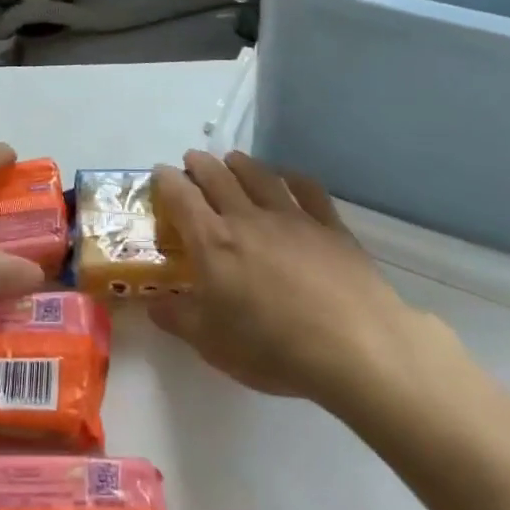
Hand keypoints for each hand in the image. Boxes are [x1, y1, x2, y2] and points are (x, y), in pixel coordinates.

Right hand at [148, 151, 459, 410]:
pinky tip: (289, 178)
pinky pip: (307, 189)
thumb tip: (154, 305)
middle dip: (201, 164)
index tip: (161, 173)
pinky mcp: (329, 225)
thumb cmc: (274, 349)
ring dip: (241, 164)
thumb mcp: (214, 345)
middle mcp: (248, 219)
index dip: (167, 180)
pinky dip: (292, 178)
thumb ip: (179, 320)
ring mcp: (292, 217)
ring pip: (260, 176)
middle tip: (193, 160)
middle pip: (218, 177)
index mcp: (213, 243)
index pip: (182, 197)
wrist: (354, 346)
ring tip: (232, 160)